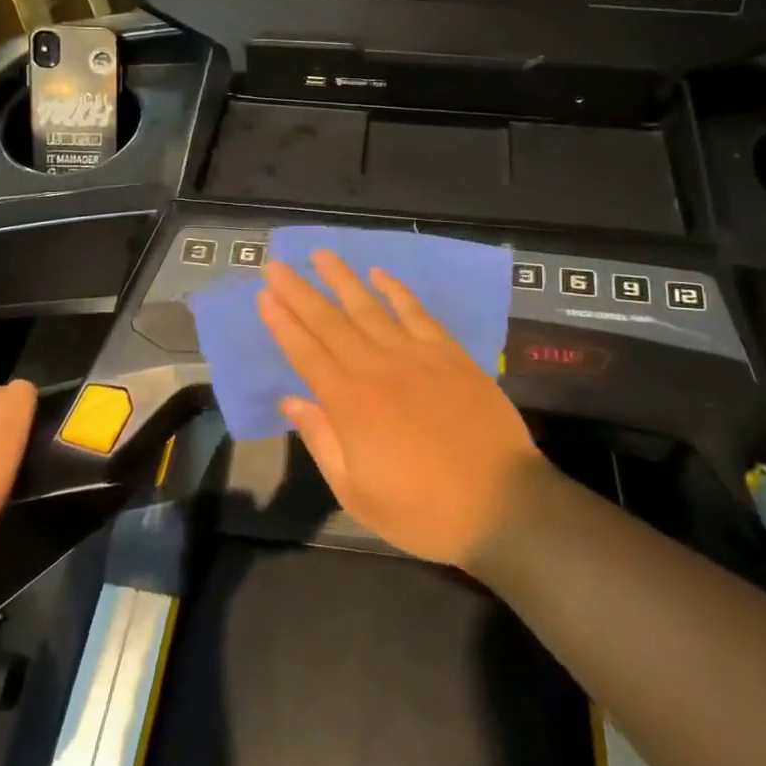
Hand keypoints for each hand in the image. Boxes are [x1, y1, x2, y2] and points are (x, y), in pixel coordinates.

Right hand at [258, 252, 544, 568]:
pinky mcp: (449, 353)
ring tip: (320, 255)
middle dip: (299, 292)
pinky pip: (416, 312)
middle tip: (276, 265)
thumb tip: (290, 401)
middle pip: (330, 322)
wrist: (501, 502)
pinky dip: (396, 290)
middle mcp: (377, 369)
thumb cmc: (423, 511)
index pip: (306, 353)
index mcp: (350, 404)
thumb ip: (322, 441)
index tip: (264, 295)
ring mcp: (416, 355)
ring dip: (342, 279)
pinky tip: (379, 274)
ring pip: (369, 308)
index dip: (283, 323)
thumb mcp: (358, 494)